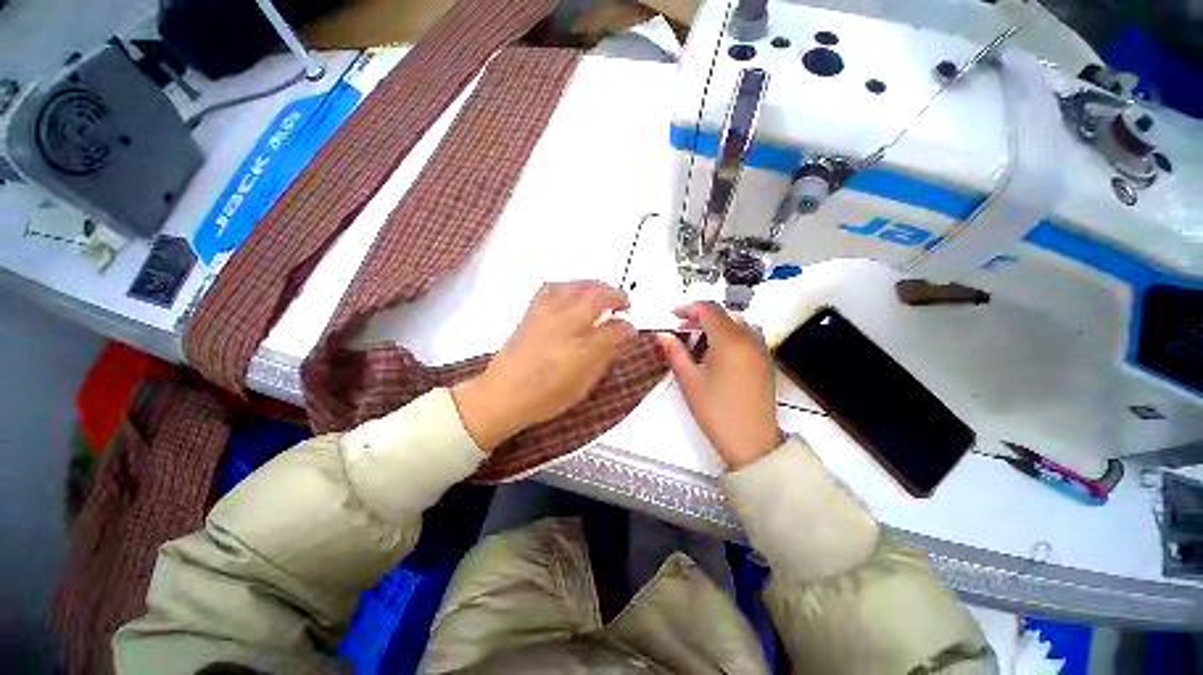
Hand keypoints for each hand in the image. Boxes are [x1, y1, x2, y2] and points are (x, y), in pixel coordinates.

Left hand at [453, 281, 634, 450]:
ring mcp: (546, 313)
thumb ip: (606, 354)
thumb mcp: (583, 383)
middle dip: (615, 295)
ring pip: (576, 286)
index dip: (626, 326)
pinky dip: (570, 286)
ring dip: (595, 287)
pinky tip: (574, 293)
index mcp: (579, 346)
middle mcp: (564, 322)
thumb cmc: (546, 395)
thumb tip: (624, 333)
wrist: (502, 394)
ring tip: (603, 295)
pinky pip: (554, 287)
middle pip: (595, 296)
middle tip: (624, 304)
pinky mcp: (532, 310)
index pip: (612, 327)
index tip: (632, 329)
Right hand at [656, 302, 783, 469]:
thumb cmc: (715, 410)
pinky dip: (731, 333)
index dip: (688, 308)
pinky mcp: (766, 361)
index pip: (709, 309)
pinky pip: (749, 335)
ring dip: (717, 323)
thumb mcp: (689, 380)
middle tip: (681, 330)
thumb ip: (674, 351)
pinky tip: (719, 352)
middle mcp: (749, 338)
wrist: (751, 441)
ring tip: (700, 339)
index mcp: (730, 340)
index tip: (671, 316)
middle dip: (700, 316)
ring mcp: (761, 349)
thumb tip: (661, 334)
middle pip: (724, 313)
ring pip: (738, 322)